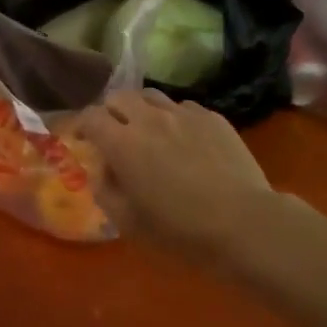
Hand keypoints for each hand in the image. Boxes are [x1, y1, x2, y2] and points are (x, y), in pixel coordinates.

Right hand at [76, 89, 294, 269]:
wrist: (244, 223)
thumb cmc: (180, 229)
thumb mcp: (129, 222)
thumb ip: (105, 190)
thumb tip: (101, 170)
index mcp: (122, 142)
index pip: (90, 116)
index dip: (82, 125)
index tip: (82, 140)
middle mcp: (148, 118)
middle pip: (118, 97)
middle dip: (110, 112)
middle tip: (114, 133)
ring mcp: (182, 113)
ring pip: (151, 96)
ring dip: (141, 109)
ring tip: (148, 130)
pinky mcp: (211, 117)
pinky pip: (183, 107)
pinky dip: (173, 118)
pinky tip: (183, 139)